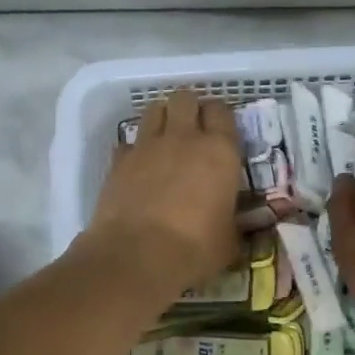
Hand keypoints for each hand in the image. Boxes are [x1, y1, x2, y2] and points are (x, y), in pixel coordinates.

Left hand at [82, 88, 243, 302]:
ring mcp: (147, 146)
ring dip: (162, 118)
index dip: (220, 116)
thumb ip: (234, 223)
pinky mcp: (119, 160)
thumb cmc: (195, 249)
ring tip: (165, 138)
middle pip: (185, 98)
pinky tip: (139, 167)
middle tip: (192, 128)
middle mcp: (184, 138)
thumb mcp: (229, 240)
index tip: (221, 129)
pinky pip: (129, 142)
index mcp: (220, 152)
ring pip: (154, 109)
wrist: (137, 256)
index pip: (222, 111)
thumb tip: (235, 226)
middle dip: (189, 107)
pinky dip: (135, 149)